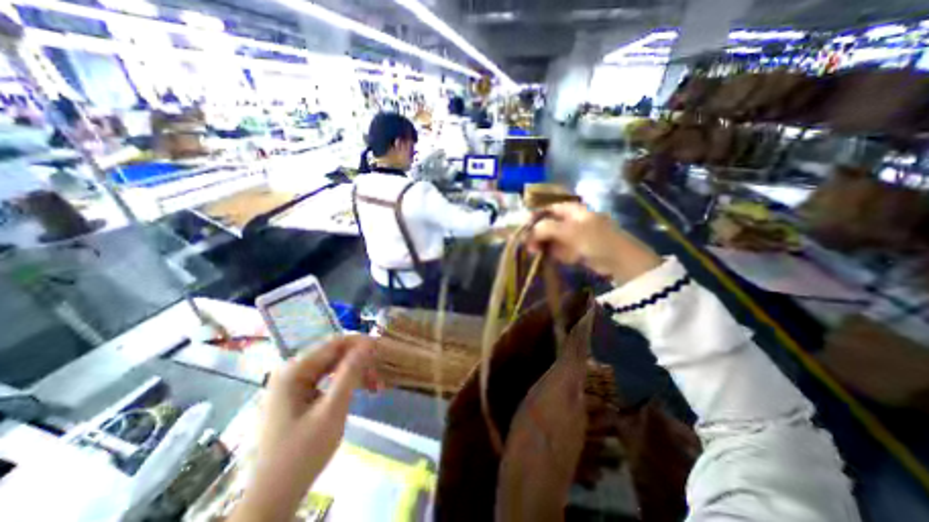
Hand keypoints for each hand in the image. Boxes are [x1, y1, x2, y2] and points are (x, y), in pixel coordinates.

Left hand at [234, 336, 377, 518]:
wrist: (272, 498)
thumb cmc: (302, 454)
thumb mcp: (332, 410)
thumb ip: (350, 373)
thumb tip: (368, 343)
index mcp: (294, 370)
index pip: (334, 343)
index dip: (361, 343)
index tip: (383, 349)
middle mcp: (291, 371)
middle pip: (334, 354)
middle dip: (360, 362)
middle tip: (380, 376)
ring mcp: (293, 383)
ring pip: (333, 366)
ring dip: (356, 373)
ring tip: (376, 387)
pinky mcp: (297, 395)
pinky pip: (327, 379)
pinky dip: (345, 383)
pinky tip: (360, 391)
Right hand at [525, 203, 663, 283]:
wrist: (618, 261)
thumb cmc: (594, 239)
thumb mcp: (568, 231)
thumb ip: (546, 228)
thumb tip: (529, 231)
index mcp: (572, 210)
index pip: (548, 208)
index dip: (534, 216)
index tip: (523, 228)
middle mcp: (571, 220)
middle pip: (548, 224)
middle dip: (537, 234)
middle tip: (528, 245)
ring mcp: (573, 235)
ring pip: (551, 238)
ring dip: (542, 245)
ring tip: (534, 253)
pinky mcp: (575, 249)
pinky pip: (558, 249)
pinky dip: (551, 253)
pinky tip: (544, 257)